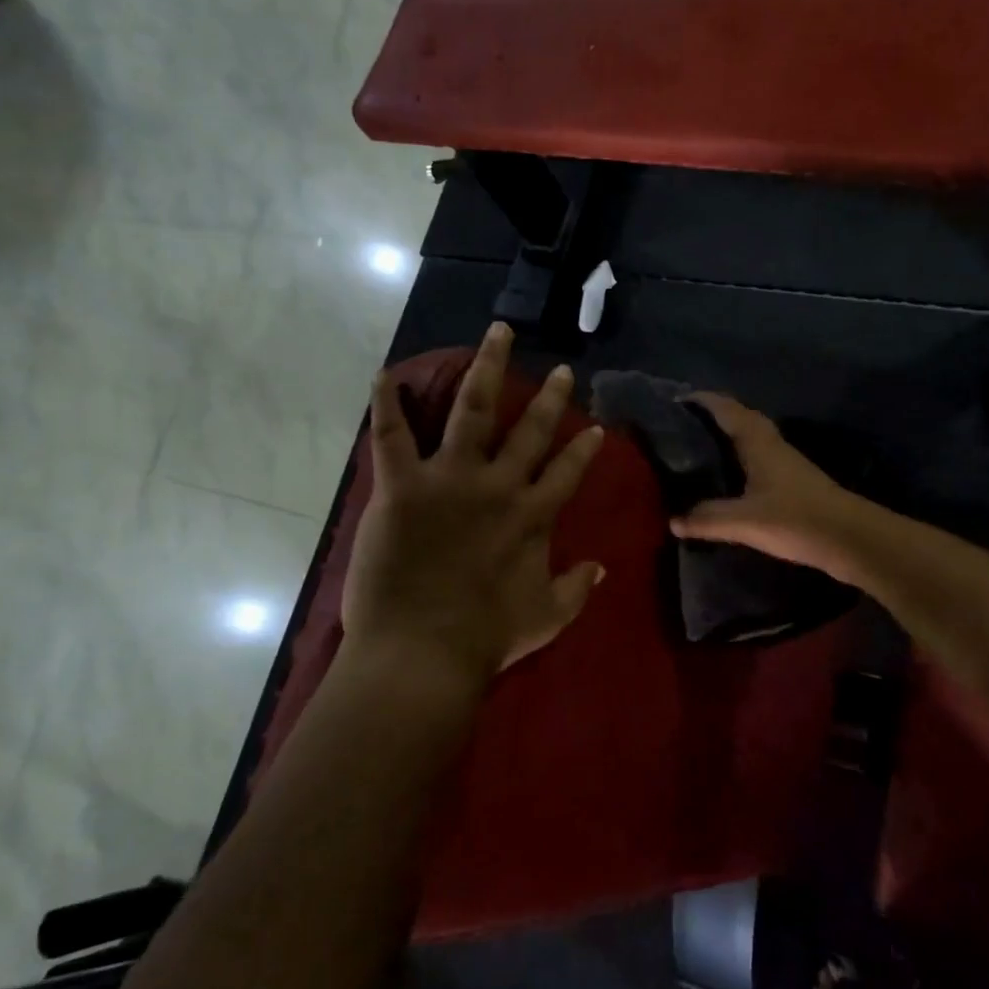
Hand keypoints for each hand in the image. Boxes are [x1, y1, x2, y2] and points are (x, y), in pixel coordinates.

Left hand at [342, 323, 606, 689]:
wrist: (423, 653)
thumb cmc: (485, 640)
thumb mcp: (546, 618)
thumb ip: (576, 589)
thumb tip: (601, 568)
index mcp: (532, 517)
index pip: (567, 471)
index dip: (583, 448)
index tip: (594, 428)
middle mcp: (498, 486)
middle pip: (530, 429)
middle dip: (549, 397)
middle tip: (559, 369)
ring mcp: (449, 479)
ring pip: (472, 409)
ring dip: (487, 368)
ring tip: (497, 334)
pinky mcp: (402, 486)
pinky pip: (392, 435)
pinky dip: (388, 402)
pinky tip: (388, 372)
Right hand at [669, 393, 866, 578]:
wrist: (851, 539)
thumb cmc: (796, 519)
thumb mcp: (744, 521)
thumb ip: (707, 519)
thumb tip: (673, 521)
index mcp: (758, 442)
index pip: (726, 408)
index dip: (702, 400)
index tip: (675, 400)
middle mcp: (771, 444)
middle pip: (739, 419)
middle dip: (711, 417)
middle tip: (680, 427)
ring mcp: (784, 463)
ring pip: (749, 440)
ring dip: (725, 438)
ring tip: (695, 451)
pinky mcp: (792, 483)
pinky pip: (756, 460)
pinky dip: (737, 460)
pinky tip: (726, 480)